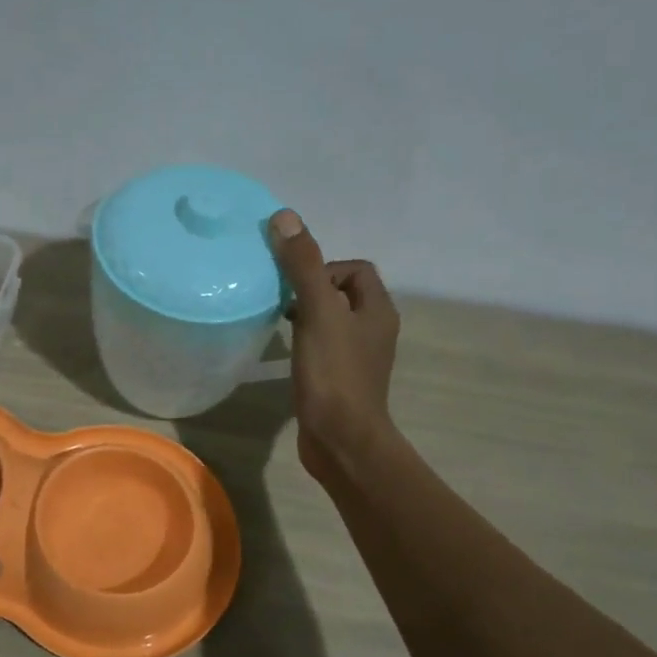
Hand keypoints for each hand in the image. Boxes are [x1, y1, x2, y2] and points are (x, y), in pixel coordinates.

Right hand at [268, 209, 400, 481]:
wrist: (341, 439)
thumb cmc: (333, 374)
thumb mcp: (316, 312)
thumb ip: (303, 266)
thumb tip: (285, 217)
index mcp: (377, 309)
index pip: (356, 269)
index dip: (324, 266)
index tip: (295, 284)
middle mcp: (374, 330)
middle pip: (343, 293)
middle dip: (311, 290)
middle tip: (282, 302)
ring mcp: (358, 358)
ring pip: (331, 322)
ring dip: (306, 316)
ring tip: (279, 324)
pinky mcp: (341, 381)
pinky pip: (323, 347)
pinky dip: (305, 342)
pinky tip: (286, 353)